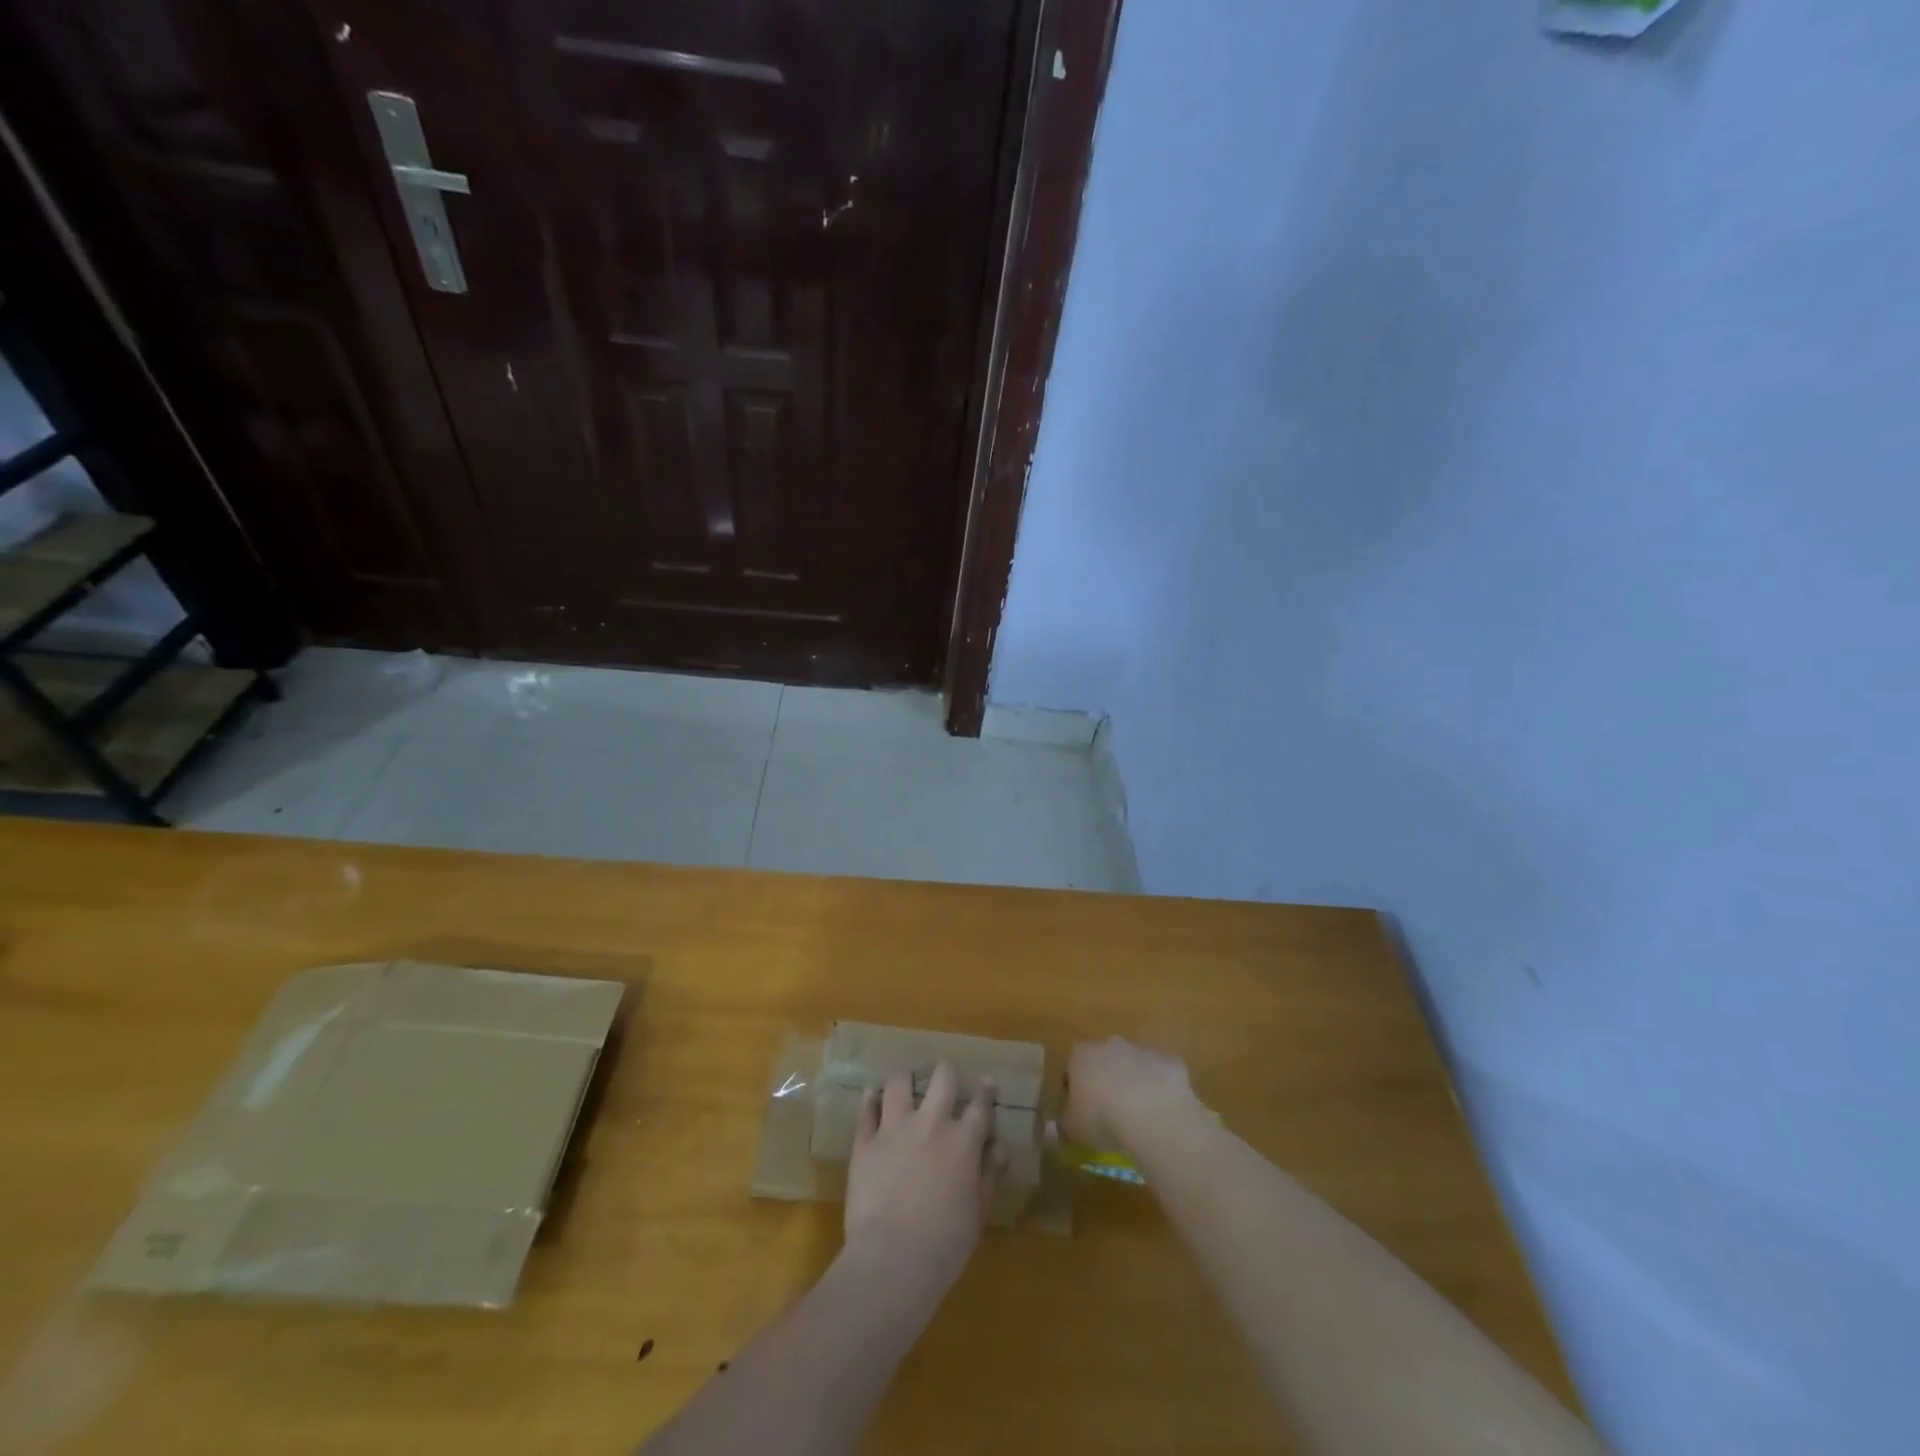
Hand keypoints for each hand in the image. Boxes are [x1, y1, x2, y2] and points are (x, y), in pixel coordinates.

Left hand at [844, 1062, 1006, 1290]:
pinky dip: (871, 1098)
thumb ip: (990, 1175)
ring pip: (900, 1082)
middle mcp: (931, 1124)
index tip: (986, 1081)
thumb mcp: (979, 1214)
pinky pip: (867, 1109)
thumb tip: (999, 1145)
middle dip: (946, 1071)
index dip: (985, 1092)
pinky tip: (873, 1095)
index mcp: (963, 1142)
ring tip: (905, 1082)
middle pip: (942, 1078)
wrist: (891, 1261)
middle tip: (945, 1073)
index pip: (980, 1106)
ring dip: (905, 1079)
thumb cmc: (944, 1246)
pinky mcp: (865, 1141)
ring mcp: (895, 1128)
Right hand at [1062, 1038, 1198, 1154]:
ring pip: (1134, 1066)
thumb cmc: (1103, 1119)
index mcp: (1081, 1056)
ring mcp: (1142, 1051)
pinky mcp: (1169, 1062)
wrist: (1153, 1115)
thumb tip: (1053, 1130)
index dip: (1075, 1090)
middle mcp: (1110, 1045)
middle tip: (1110, 1112)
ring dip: (1134, 1084)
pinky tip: (1162, 1113)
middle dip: (1106, 1081)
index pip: (1072, 1068)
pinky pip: (1162, 1075)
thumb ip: (1061, 1126)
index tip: (1080, 1111)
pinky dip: (1161, 1089)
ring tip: (1139, 1116)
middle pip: (1104, 1061)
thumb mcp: (1072, 1130)